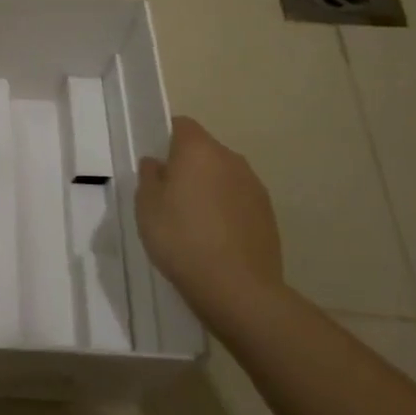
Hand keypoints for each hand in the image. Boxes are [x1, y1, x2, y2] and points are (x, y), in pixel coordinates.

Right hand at [136, 116, 285, 324]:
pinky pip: (239, 200)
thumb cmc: (182, 238)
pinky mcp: (268, 214)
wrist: (238, 289)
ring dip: (209, 188)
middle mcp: (231, 159)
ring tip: (193, 222)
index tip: (155, 165)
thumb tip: (157, 163)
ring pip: (223, 176)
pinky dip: (226, 210)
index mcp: (199, 150)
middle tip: (168, 196)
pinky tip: (215, 239)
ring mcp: (254, 186)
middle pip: (204, 150)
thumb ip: (149, 177)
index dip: (166, 138)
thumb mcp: (146, 206)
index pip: (182, 125)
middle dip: (187, 166)